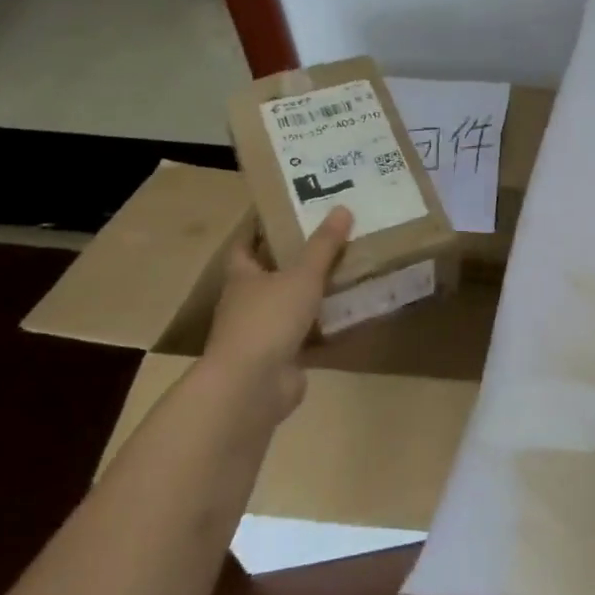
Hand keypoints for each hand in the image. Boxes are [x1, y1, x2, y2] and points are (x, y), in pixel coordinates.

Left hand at [201, 207, 351, 421]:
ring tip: (348, 274)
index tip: (285, 212)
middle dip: (295, 261)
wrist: (252, 386)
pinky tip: (352, 318)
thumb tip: (342, 208)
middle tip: (331, 240)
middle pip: (269, 276)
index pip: (245, 246)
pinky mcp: (280, 359)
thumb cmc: (269, 319)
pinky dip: (326, 329)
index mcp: (242, 278)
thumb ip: (323, 245)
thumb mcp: (302, 275)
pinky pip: (307, 337)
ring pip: (290, 307)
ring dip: (313, 295)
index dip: (260, 229)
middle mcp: (246, 304)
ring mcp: (261, 334)